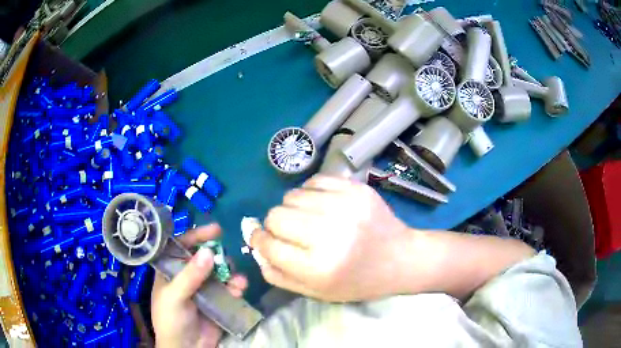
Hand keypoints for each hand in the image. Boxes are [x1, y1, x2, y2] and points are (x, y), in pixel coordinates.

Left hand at [151, 224, 247, 347]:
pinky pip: (229, 288)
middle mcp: (187, 276)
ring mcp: (204, 288)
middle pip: (204, 257)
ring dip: (230, 273)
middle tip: (228, 258)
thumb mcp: (175, 296)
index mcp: (170, 271)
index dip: (196, 236)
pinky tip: (240, 290)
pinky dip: (236, 286)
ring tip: (237, 280)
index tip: (215, 230)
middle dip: (218, 255)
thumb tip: (208, 252)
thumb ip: (190, 276)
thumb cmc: (171, 320)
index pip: (181, 246)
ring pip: (219, 272)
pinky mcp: (218, 300)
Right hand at [250, 175, 409, 301]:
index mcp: (319, 267)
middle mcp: (330, 234)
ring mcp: (345, 206)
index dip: (259, 241)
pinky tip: (320, 204)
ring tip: (308, 218)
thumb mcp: (317, 292)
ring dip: (292, 208)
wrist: (400, 258)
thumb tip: (256, 248)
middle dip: (274, 225)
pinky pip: (314, 180)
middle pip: (276, 216)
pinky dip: (310, 192)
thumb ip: (280, 275)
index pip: (270, 246)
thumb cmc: (358, 281)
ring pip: (292, 195)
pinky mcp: (356, 188)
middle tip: (288, 231)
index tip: (261, 238)